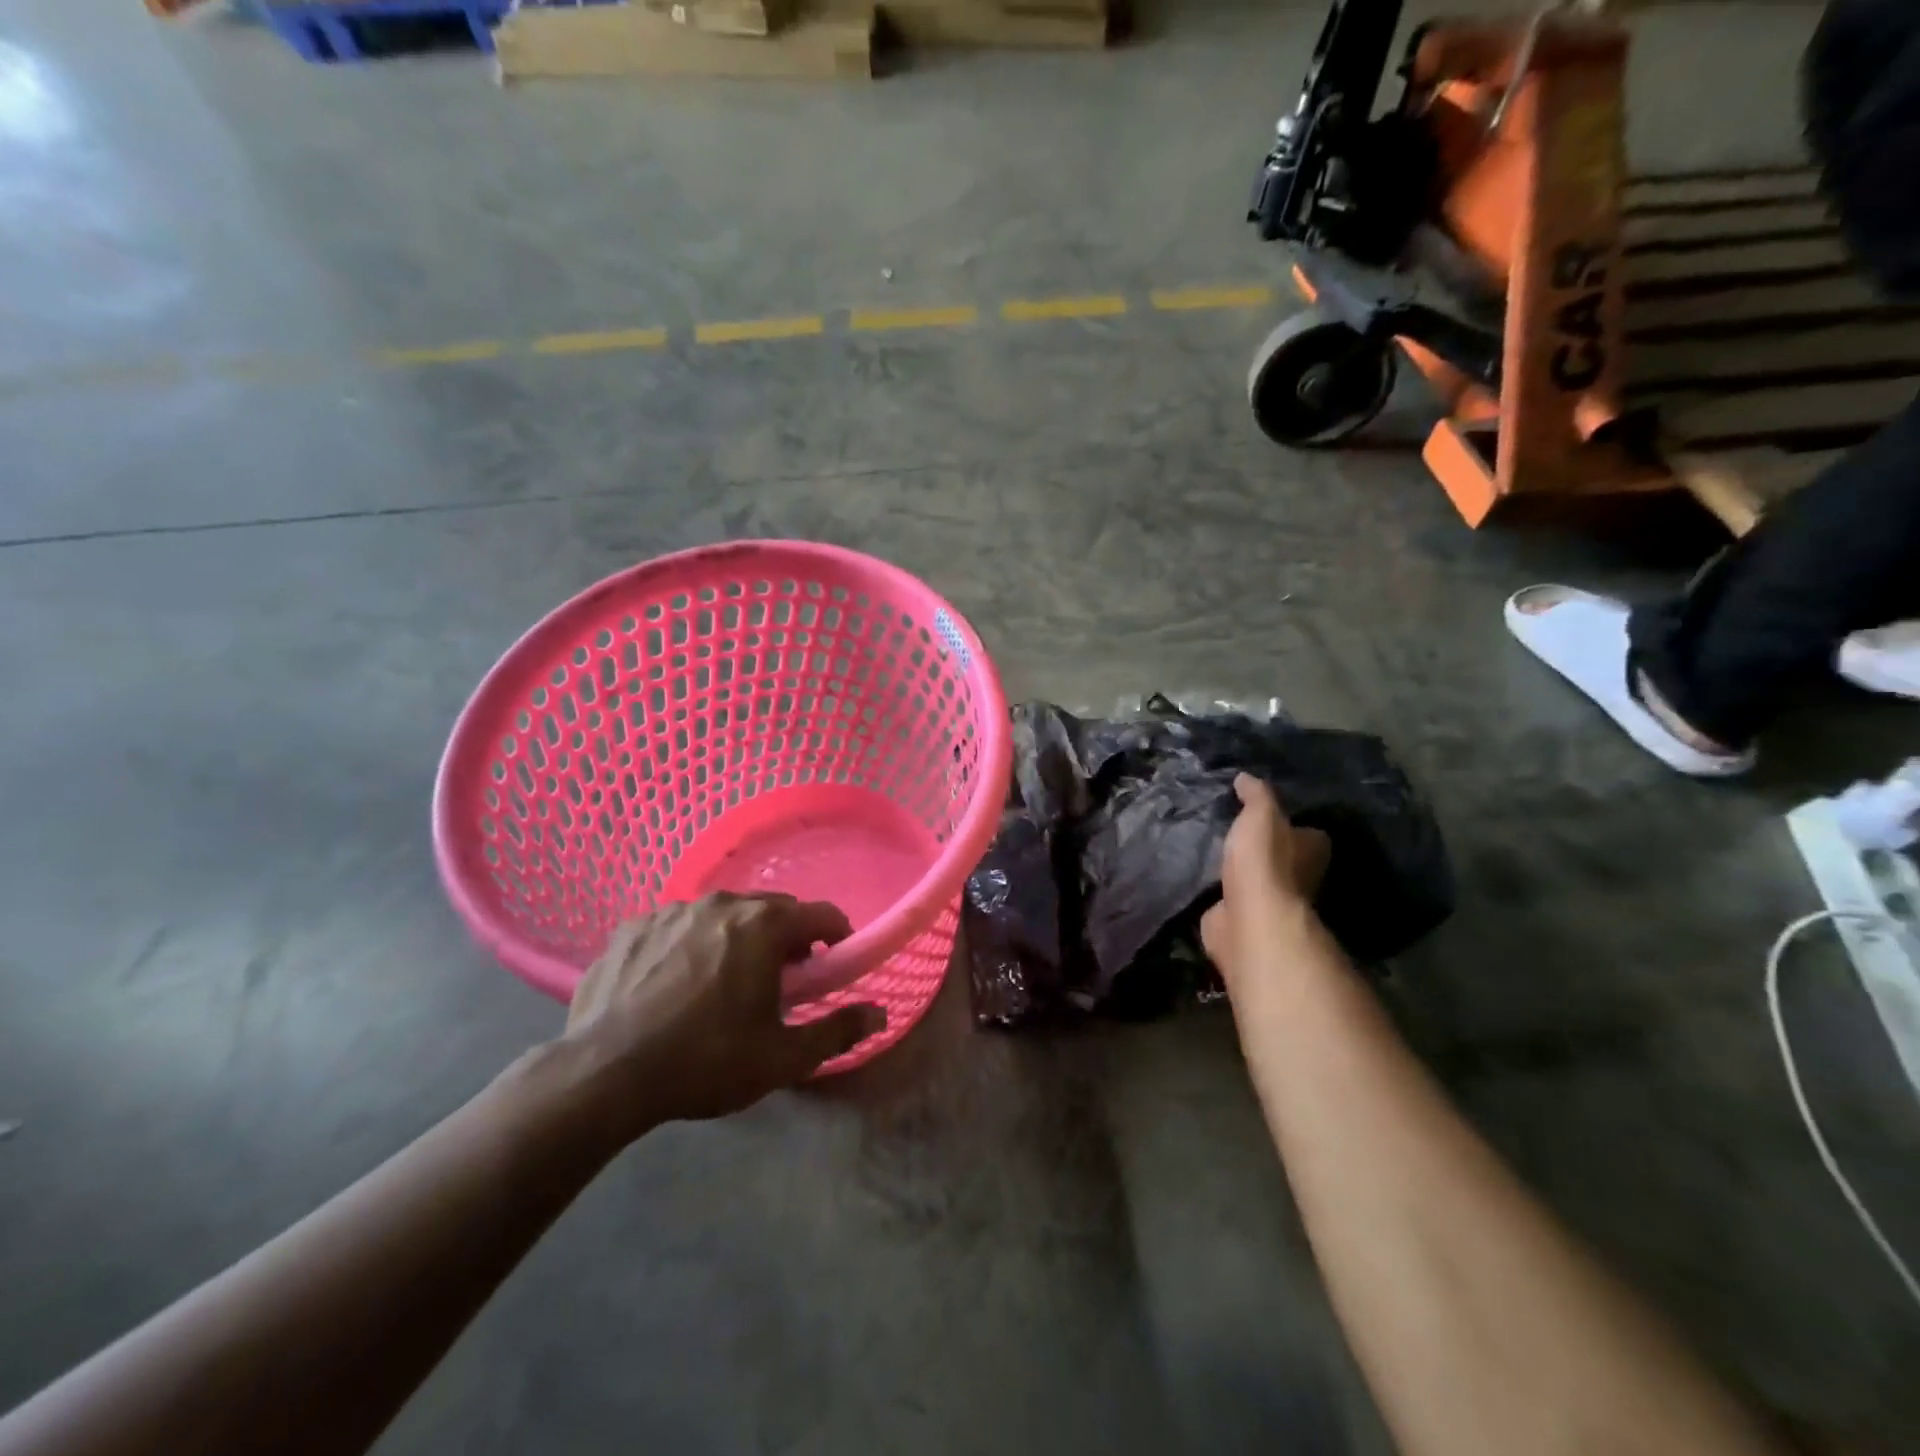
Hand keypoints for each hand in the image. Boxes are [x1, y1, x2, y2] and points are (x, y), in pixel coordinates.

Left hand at [563, 893, 884, 1134]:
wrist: (604, 1075)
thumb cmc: (706, 1062)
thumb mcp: (782, 1058)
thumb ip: (837, 1030)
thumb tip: (879, 1013)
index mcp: (763, 925)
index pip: (820, 913)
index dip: (836, 936)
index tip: (831, 964)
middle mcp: (721, 903)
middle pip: (770, 910)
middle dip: (785, 938)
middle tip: (781, 981)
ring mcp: (670, 910)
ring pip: (721, 915)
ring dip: (736, 938)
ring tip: (724, 982)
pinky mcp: (631, 927)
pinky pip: (676, 927)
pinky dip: (688, 945)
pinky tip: (674, 983)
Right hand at [1201, 774, 1330, 991]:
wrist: (1249, 918)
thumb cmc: (1264, 860)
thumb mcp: (1261, 814)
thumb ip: (1256, 795)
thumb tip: (1245, 777)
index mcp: (1312, 850)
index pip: (1309, 833)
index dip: (1291, 824)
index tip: (1267, 815)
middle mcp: (1301, 877)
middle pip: (1285, 858)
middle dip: (1264, 848)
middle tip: (1235, 831)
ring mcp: (1273, 901)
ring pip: (1257, 879)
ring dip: (1240, 871)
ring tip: (1214, 850)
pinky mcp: (1246, 918)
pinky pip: (1233, 899)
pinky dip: (1222, 891)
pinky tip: (1205, 878)